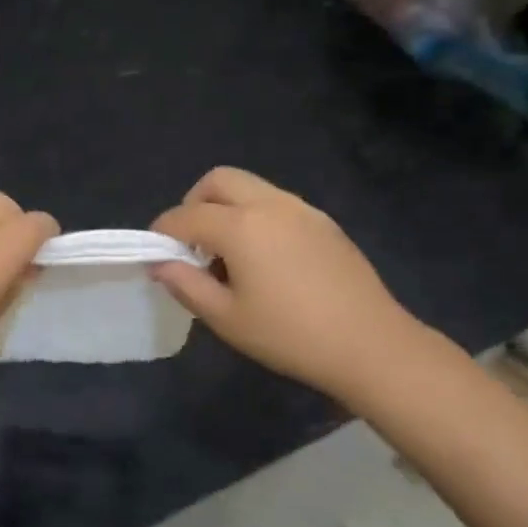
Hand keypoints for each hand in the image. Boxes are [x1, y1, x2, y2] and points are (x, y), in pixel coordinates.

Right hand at [150, 167, 428, 401]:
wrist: (372, 345)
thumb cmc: (291, 335)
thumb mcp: (227, 318)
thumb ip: (186, 285)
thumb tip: (161, 263)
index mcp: (240, 225)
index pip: (186, 216)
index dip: (163, 231)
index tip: (155, 253)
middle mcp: (269, 204)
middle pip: (218, 181)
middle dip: (194, 203)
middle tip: (192, 243)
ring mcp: (301, 209)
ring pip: (250, 187)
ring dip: (227, 207)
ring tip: (228, 253)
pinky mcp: (324, 222)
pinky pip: (277, 203)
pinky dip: (256, 216)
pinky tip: (265, 258)